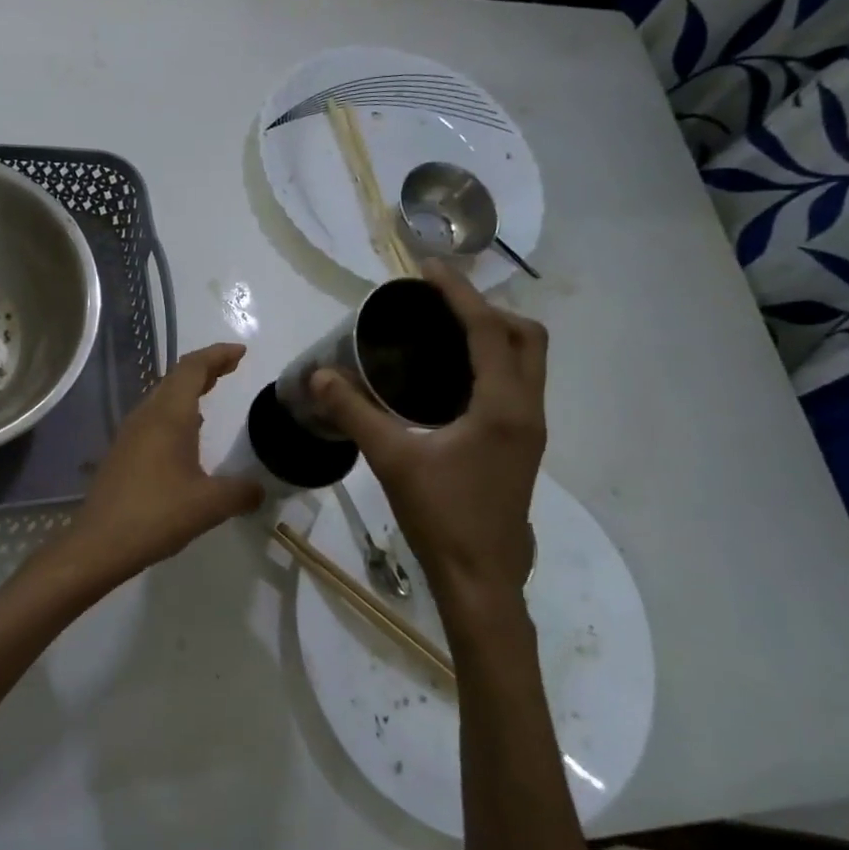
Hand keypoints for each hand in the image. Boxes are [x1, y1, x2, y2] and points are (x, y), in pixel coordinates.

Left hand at [63, 342, 263, 586]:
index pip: (192, 368)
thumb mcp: (211, 505)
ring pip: (162, 397)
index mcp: (169, 416)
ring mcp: (130, 434)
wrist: (100, 543)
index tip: (240, 352)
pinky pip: (153, 418)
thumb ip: (242, 492)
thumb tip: (259, 489)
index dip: (217, 355)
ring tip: (211, 392)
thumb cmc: (157, 515)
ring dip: (188, 389)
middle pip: (175, 378)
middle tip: (231, 368)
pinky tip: (187, 434)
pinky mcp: (122, 453)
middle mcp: (147, 416)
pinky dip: (175, 412)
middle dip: (205, 368)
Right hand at [312, 262, 545, 618]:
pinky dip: (492, 364)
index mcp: (503, 406)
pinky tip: (450, 379)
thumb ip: (355, 413)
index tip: (429, 269)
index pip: (489, 330)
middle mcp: (526, 410)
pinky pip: (515, 385)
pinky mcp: (520, 447)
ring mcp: (528, 430)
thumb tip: (319, 375)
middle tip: (440, 304)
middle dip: (487, 310)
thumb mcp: (393, 460)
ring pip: (527, 363)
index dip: (460, 293)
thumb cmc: (442, 517)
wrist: (482, 580)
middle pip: (526, 337)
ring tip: (443, 331)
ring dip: (494, 336)